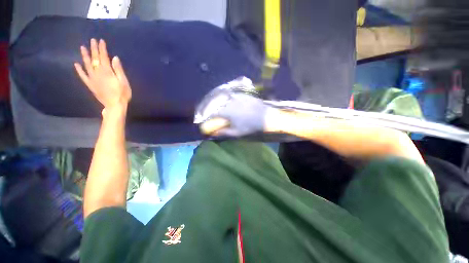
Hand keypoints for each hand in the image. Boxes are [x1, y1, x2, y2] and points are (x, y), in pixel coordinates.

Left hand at [74, 39, 131, 110]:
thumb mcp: (124, 82)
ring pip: (87, 65)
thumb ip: (118, 70)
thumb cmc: (122, 94)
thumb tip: (114, 58)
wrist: (115, 106)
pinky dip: (79, 70)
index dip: (102, 49)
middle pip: (95, 59)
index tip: (100, 41)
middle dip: (94, 49)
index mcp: (107, 72)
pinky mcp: (90, 85)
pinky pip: (83, 76)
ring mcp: (92, 79)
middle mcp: (97, 73)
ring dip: (85, 56)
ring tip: (82, 48)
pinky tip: (76, 64)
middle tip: (92, 40)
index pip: (103, 57)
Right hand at [200, 94, 268, 136]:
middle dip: (210, 108)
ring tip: (217, 108)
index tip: (205, 121)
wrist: (265, 116)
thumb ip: (224, 132)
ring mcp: (236, 96)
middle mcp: (228, 101)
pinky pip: (231, 96)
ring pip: (222, 99)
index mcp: (226, 111)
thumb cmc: (250, 126)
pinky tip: (228, 102)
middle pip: (215, 104)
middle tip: (209, 113)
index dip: (207, 117)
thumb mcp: (236, 132)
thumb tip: (214, 133)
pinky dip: (226, 99)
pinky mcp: (242, 94)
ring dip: (218, 103)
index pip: (212, 113)